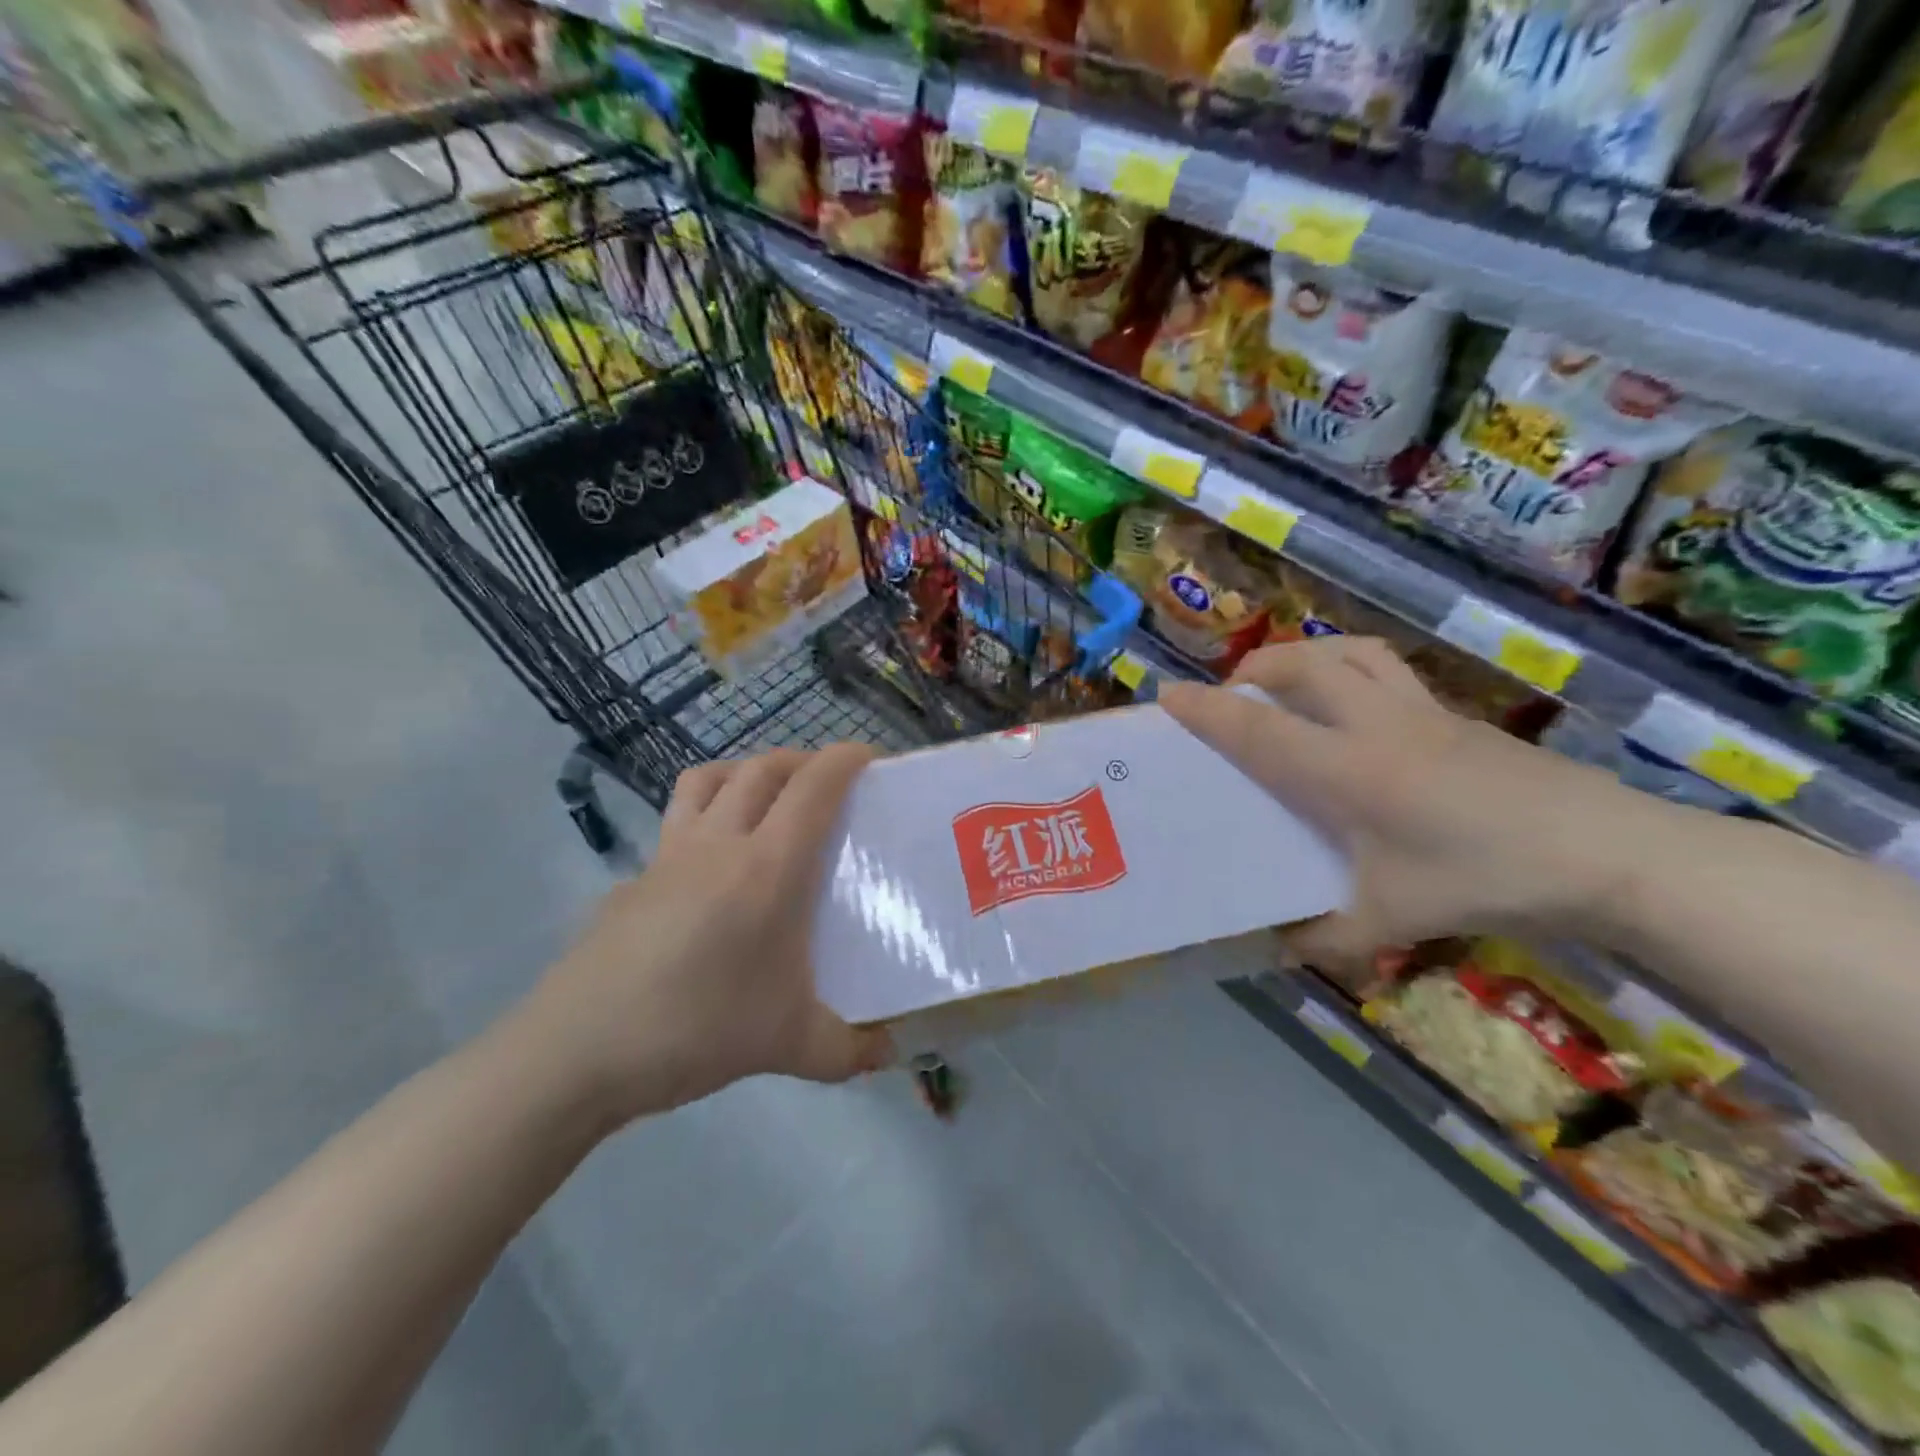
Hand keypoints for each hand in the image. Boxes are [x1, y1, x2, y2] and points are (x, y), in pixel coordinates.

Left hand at [513, 744, 893, 1129]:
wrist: (575, 1052)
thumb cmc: (696, 1030)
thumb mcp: (788, 1046)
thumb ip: (848, 1050)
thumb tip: (888, 1054)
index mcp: (766, 868)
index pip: (812, 788)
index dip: (844, 759)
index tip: (870, 756)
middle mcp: (718, 844)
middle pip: (762, 769)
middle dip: (801, 760)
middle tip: (826, 782)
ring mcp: (667, 856)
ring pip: (708, 779)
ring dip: (746, 771)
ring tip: (767, 798)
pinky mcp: (633, 878)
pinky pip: (675, 823)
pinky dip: (704, 817)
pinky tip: (709, 869)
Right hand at [1159, 638, 1653, 979]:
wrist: (1608, 854)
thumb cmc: (1486, 880)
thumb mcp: (1392, 918)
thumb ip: (1323, 936)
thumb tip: (1272, 946)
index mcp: (1349, 770)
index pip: (1260, 730)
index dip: (1208, 711)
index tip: (1167, 694)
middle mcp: (1376, 725)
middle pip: (1303, 665)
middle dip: (1255, 669)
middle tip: (1234, 697)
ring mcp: (1421, 712)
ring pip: (1350, 652)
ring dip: (1305, 657)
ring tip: (1288, 687)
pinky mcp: (1454, 715)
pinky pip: (1386, 671)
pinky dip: (1350, 673)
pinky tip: (1355, 717)